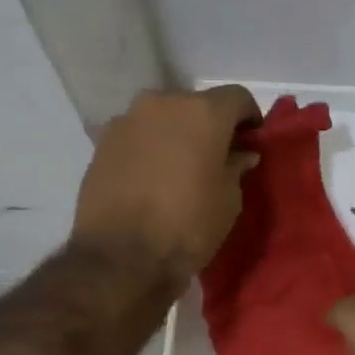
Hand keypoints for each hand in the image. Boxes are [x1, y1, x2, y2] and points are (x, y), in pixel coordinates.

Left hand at [71, 86, 262, 283]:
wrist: (120, 257)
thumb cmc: (187, 227)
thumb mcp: (228, 201)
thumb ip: (236, 167)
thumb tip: (241, 153)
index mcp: (202, 112)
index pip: (237, 98)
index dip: (250, 119)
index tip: (252, 142)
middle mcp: (162, 103)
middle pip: (195, 105)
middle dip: (209, 127)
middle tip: (217, 158)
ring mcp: (126, 120)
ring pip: (162, 120)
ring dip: (176, 136)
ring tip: (181, 170)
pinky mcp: (101, 143)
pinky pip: (137, 138)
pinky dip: (149, 150)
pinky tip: (152, 179)